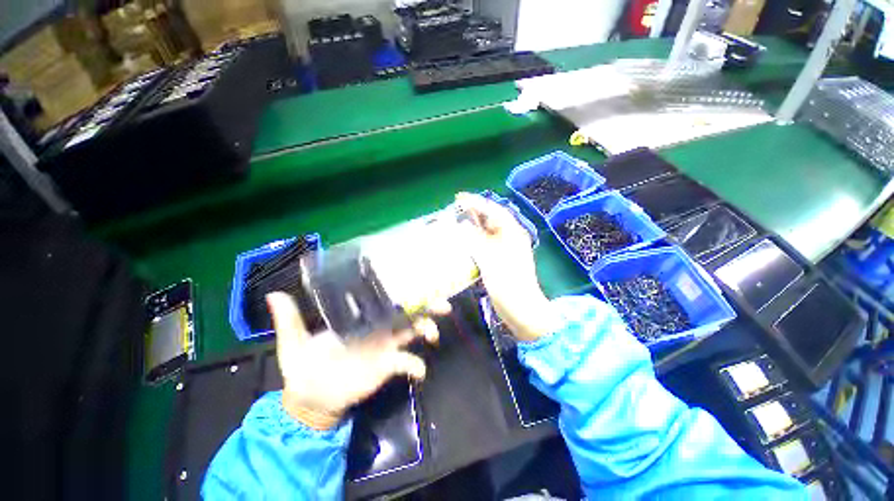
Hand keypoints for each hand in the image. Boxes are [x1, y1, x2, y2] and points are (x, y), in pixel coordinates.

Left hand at [267, 292, 443, 429]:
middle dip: (426, 306)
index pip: (385, 299)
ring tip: (432, 334)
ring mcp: (385, 346)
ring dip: (427, 330)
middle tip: (443, 304)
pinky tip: (419, 370)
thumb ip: (289, 319)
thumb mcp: (294, 341)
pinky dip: (417, 366)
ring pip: (413, 332)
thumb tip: (274, 293)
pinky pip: (407, 363)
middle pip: (407, 312)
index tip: (416, 281)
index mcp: (361, 317)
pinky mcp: (387, 366)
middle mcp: (378, 327)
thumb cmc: (303, 367)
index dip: (401, 290)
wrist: (310, 398)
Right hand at [456, 192, 559, 341]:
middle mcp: (510, 237)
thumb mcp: (489, 258)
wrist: (521, 309)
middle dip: (474, 213)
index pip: (493, 210)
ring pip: (487, 232)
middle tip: (455, 210)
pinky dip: (474, 241)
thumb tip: (462, 225)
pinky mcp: (499, 260)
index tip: (459, 197)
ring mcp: (505, 249)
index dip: (476, 202)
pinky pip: (485, 245)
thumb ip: (474, 239)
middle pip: (491, 220)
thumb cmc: (507, 282)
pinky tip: (463, 242)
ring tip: (456, 223)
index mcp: (512, 232)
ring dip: (473, 227)